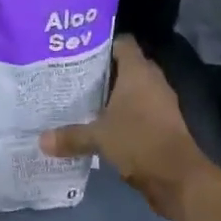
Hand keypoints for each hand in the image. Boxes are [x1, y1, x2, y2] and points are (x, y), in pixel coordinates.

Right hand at [40, 37, 214, 218]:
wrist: (179, 177)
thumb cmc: (138, 141)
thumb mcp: (98, 137)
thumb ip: (70, 136)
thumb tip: (41, 140)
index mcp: (137, 71)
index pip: (122, 42)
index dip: (102, 43)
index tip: (78, 50)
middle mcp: (152, 80)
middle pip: (126, 65)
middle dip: (103, 70)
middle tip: (74, 74)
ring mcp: (161, 102)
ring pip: (134, 88)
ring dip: (114, 93)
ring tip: (84, 97)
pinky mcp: (164, 122)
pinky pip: (141, 108)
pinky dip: (125, 112)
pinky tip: (103, 122)